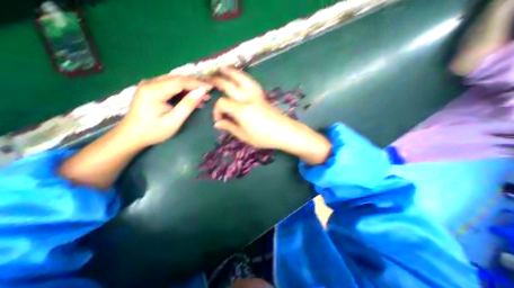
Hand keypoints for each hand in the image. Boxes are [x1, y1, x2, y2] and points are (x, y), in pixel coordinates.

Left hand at [117, 74, 210, 146]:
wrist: (131, 136)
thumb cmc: (153, 131)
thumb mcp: (174, 121)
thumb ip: (187, 105)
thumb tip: (202, 92)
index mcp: (154, 90)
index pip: (181, 81)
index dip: (197, 83)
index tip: (211, 87)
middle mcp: (150, 83)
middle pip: (178, 78)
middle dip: (195, 84)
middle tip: (208, 92)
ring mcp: (149, 85)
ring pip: (175, 81)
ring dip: (190, 87)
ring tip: (202, 96)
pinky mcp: (151, 89)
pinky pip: (170, 85)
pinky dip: (183, 90)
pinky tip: (191, 97)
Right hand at [212, 67, 328, 163]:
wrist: (284, 132)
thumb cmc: (263, 137)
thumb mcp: (244, 135)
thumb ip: (229, 127)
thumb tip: (217, 123)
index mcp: (241, 110)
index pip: (222, 103)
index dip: (217, 111)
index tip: (219, 120)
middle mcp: (247, 99)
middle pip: (230, 85)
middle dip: (218, 81)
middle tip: (208, 79)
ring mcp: (256, 96)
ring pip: (242, 79)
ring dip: (232, 72)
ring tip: (223, 67)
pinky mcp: (262, 96)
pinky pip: (251, 83)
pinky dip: (244, 78)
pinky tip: (241, 78)